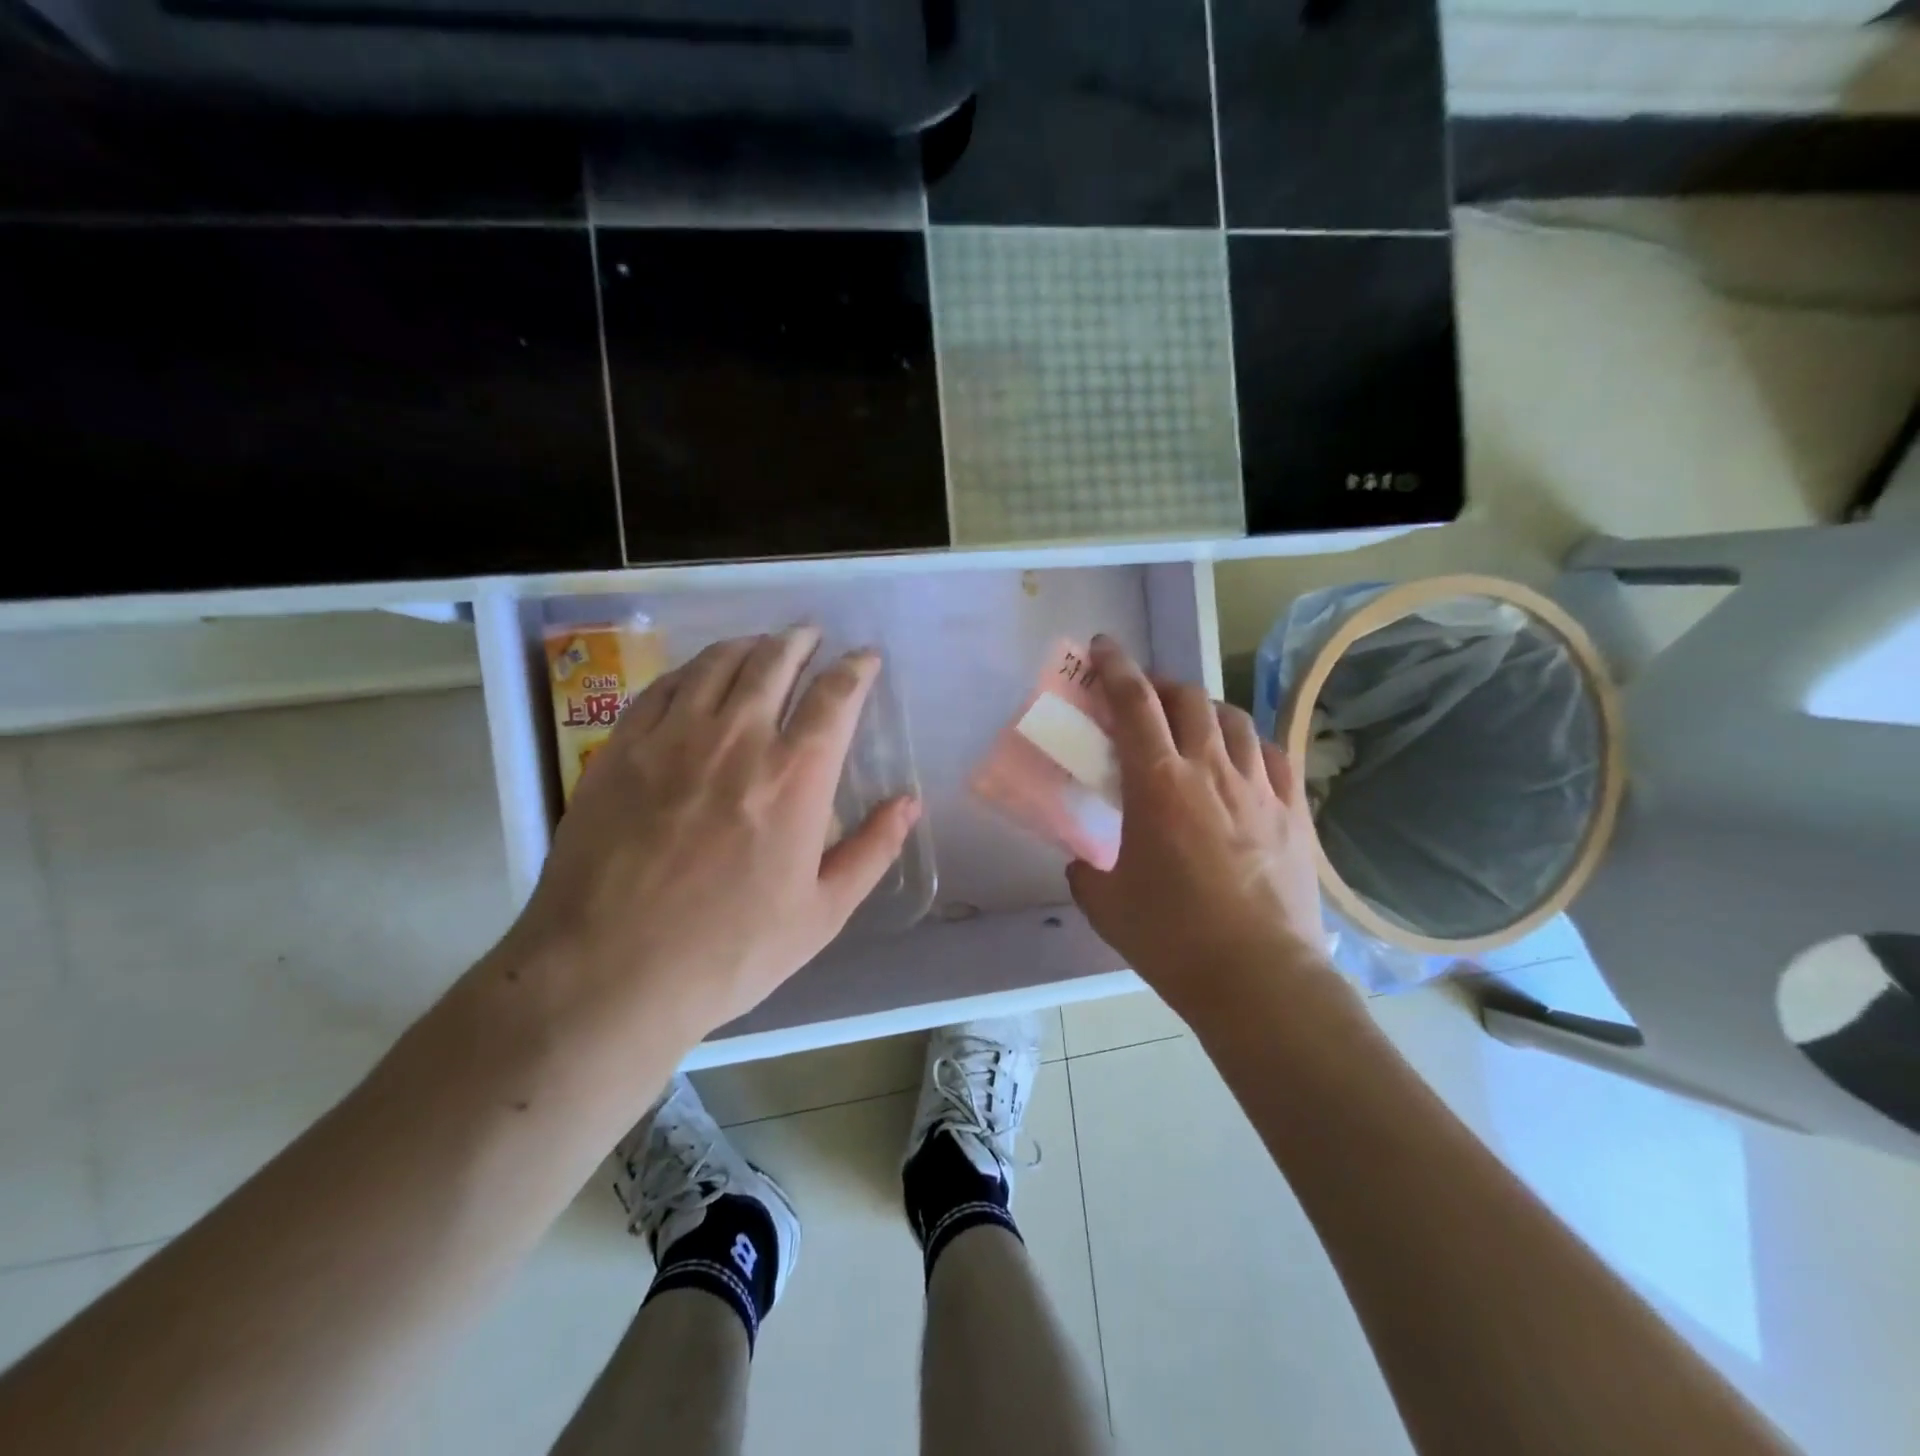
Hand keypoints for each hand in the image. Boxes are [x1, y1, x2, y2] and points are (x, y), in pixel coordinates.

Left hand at [497, 626, 920, 1062]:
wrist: (608, 973)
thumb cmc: (730, 951)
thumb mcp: (822, 913)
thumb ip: (872, 850)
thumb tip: (909, 801)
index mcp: (795, 775)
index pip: (835, 696)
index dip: (856, 668)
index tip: (865, 657)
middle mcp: (737, 738)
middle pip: (773, 661)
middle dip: (800, 640)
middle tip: (811, 635)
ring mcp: (672, 738)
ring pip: (717, 663)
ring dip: (748, 645)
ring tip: (761, 645)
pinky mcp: (621, 749)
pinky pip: (664, 687)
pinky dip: (692, 669)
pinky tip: (698, 676)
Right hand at [1065, 636, 1331, 1017]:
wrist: (1259, 979)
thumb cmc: (1172, 939)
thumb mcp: (1106, 905)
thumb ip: (1086, 873)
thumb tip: (1083, 862)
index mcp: (1158, 784)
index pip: (1134, 703)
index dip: (1115, 666)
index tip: (1103, 646)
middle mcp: (1210, 770)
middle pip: (1187, 699)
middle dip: (1159, 685)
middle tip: (1141, 699)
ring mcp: (1259, 788)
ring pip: (1233, 719)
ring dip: (1204, 710)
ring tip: (1190, 725)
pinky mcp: (1293, 811)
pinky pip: (1273, 755)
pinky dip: (1249, 744)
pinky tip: (1240, 760)